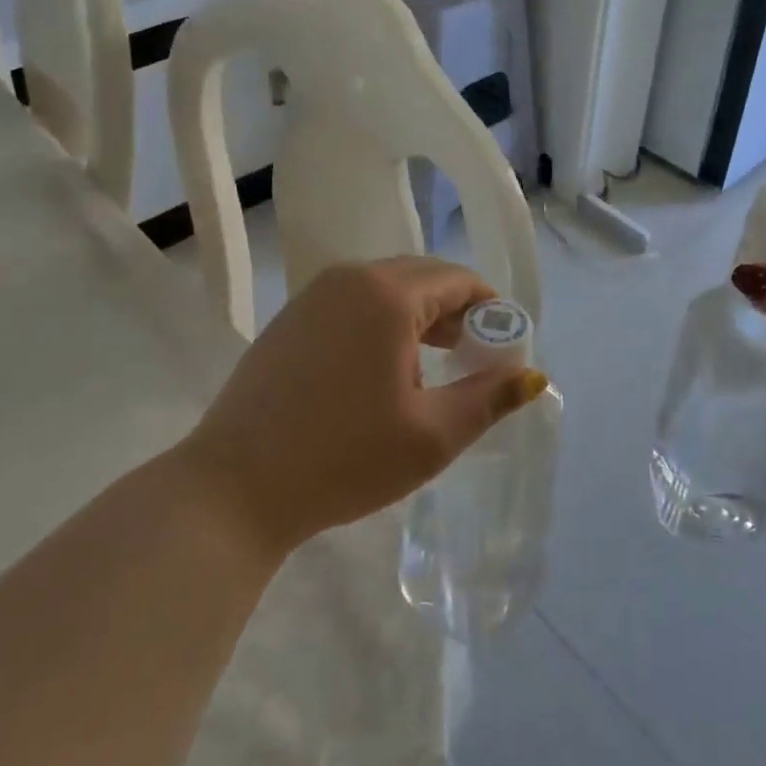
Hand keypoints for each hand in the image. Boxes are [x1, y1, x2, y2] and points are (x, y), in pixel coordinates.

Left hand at [177, 257, 547, 559]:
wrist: (233, 488)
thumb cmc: (344, 458)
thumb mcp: (431, 436)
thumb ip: (489, 398)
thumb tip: (532, 376)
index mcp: (388, 294)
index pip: (458, 280)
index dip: (490, 311)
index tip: (503, 349)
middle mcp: (351, 278)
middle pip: (423, 277)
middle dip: (457, 311)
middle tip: (474, 358)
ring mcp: (314, 295)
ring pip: (386, 288)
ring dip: (420, 316)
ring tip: (434, 366)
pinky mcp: (291, 317)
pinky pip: (354, 303)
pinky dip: (382, 322)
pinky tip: (381, 369)